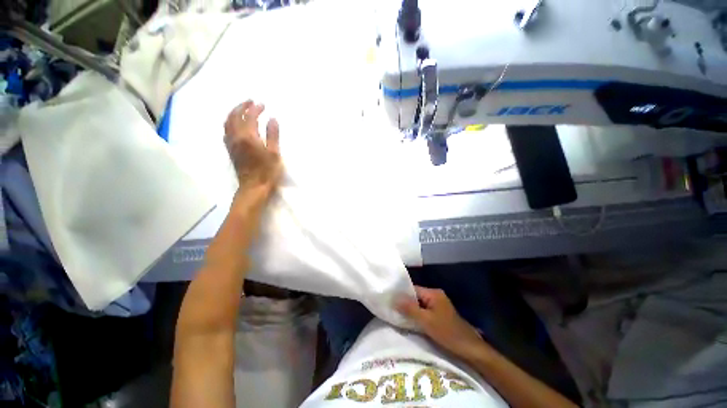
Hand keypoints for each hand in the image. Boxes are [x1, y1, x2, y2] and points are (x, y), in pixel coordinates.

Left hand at [224, 100, 282, 195]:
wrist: (253, 187)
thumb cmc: (267, 171)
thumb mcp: (274, 153)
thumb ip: (273, 135)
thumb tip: (272, 119)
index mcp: (248, 137)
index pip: (249, 117)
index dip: (255, 109)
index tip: (262, 104)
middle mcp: (236, 137)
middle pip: (235, 116)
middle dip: (242, 106)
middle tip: (251, 102)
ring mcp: (231, 144)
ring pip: (227, 122)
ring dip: (234, 113)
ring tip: (242, 109)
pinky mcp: (230, 150)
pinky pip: (226, 130)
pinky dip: (230, 122)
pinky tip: (235, 124)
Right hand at [397, 286, 484, 360]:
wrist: (469, 349)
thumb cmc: (447, 332)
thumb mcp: (426, 321)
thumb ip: (409, 309)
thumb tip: (393, 298)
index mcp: (433, 293)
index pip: (412, 289)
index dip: (401, 294)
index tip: (389, 300)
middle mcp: (435, 296)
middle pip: (416, 296)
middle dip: (405, 303)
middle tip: (391, 309)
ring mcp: (438, 305)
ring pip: (419, 305)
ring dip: (410, 310)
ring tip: (397, 315)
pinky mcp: (439, 315)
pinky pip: (424, 311)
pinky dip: (417, 316)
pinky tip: (409, 322)